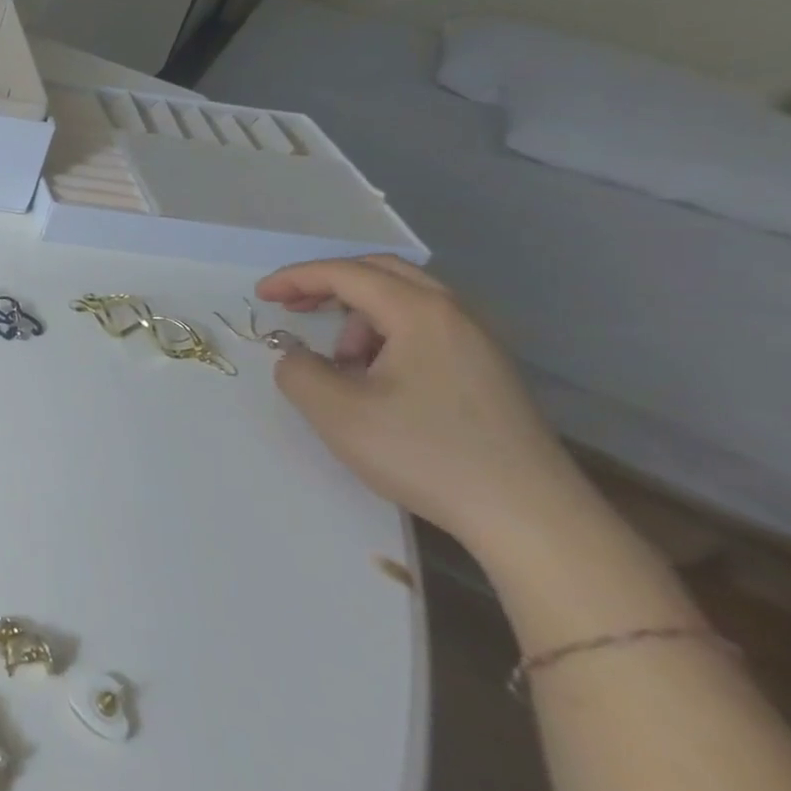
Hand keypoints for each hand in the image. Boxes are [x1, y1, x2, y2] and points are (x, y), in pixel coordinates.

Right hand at [257, 255, 590, 555]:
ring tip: (339, 363)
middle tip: (293, 306)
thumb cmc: (425, 455)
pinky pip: (426, 329)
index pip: (346, 274)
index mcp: (419, 314)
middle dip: (329, 283)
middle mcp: (455, 316)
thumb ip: (298, 371)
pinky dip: (387, 336)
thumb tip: (296, 356)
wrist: (529, 517)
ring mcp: (479, 344)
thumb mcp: (337, 413)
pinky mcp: (488, 373)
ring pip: (407, 301)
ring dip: (360, 316)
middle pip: (382, 272)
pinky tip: (377, 379)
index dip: (296, 278)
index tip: (260, 295)